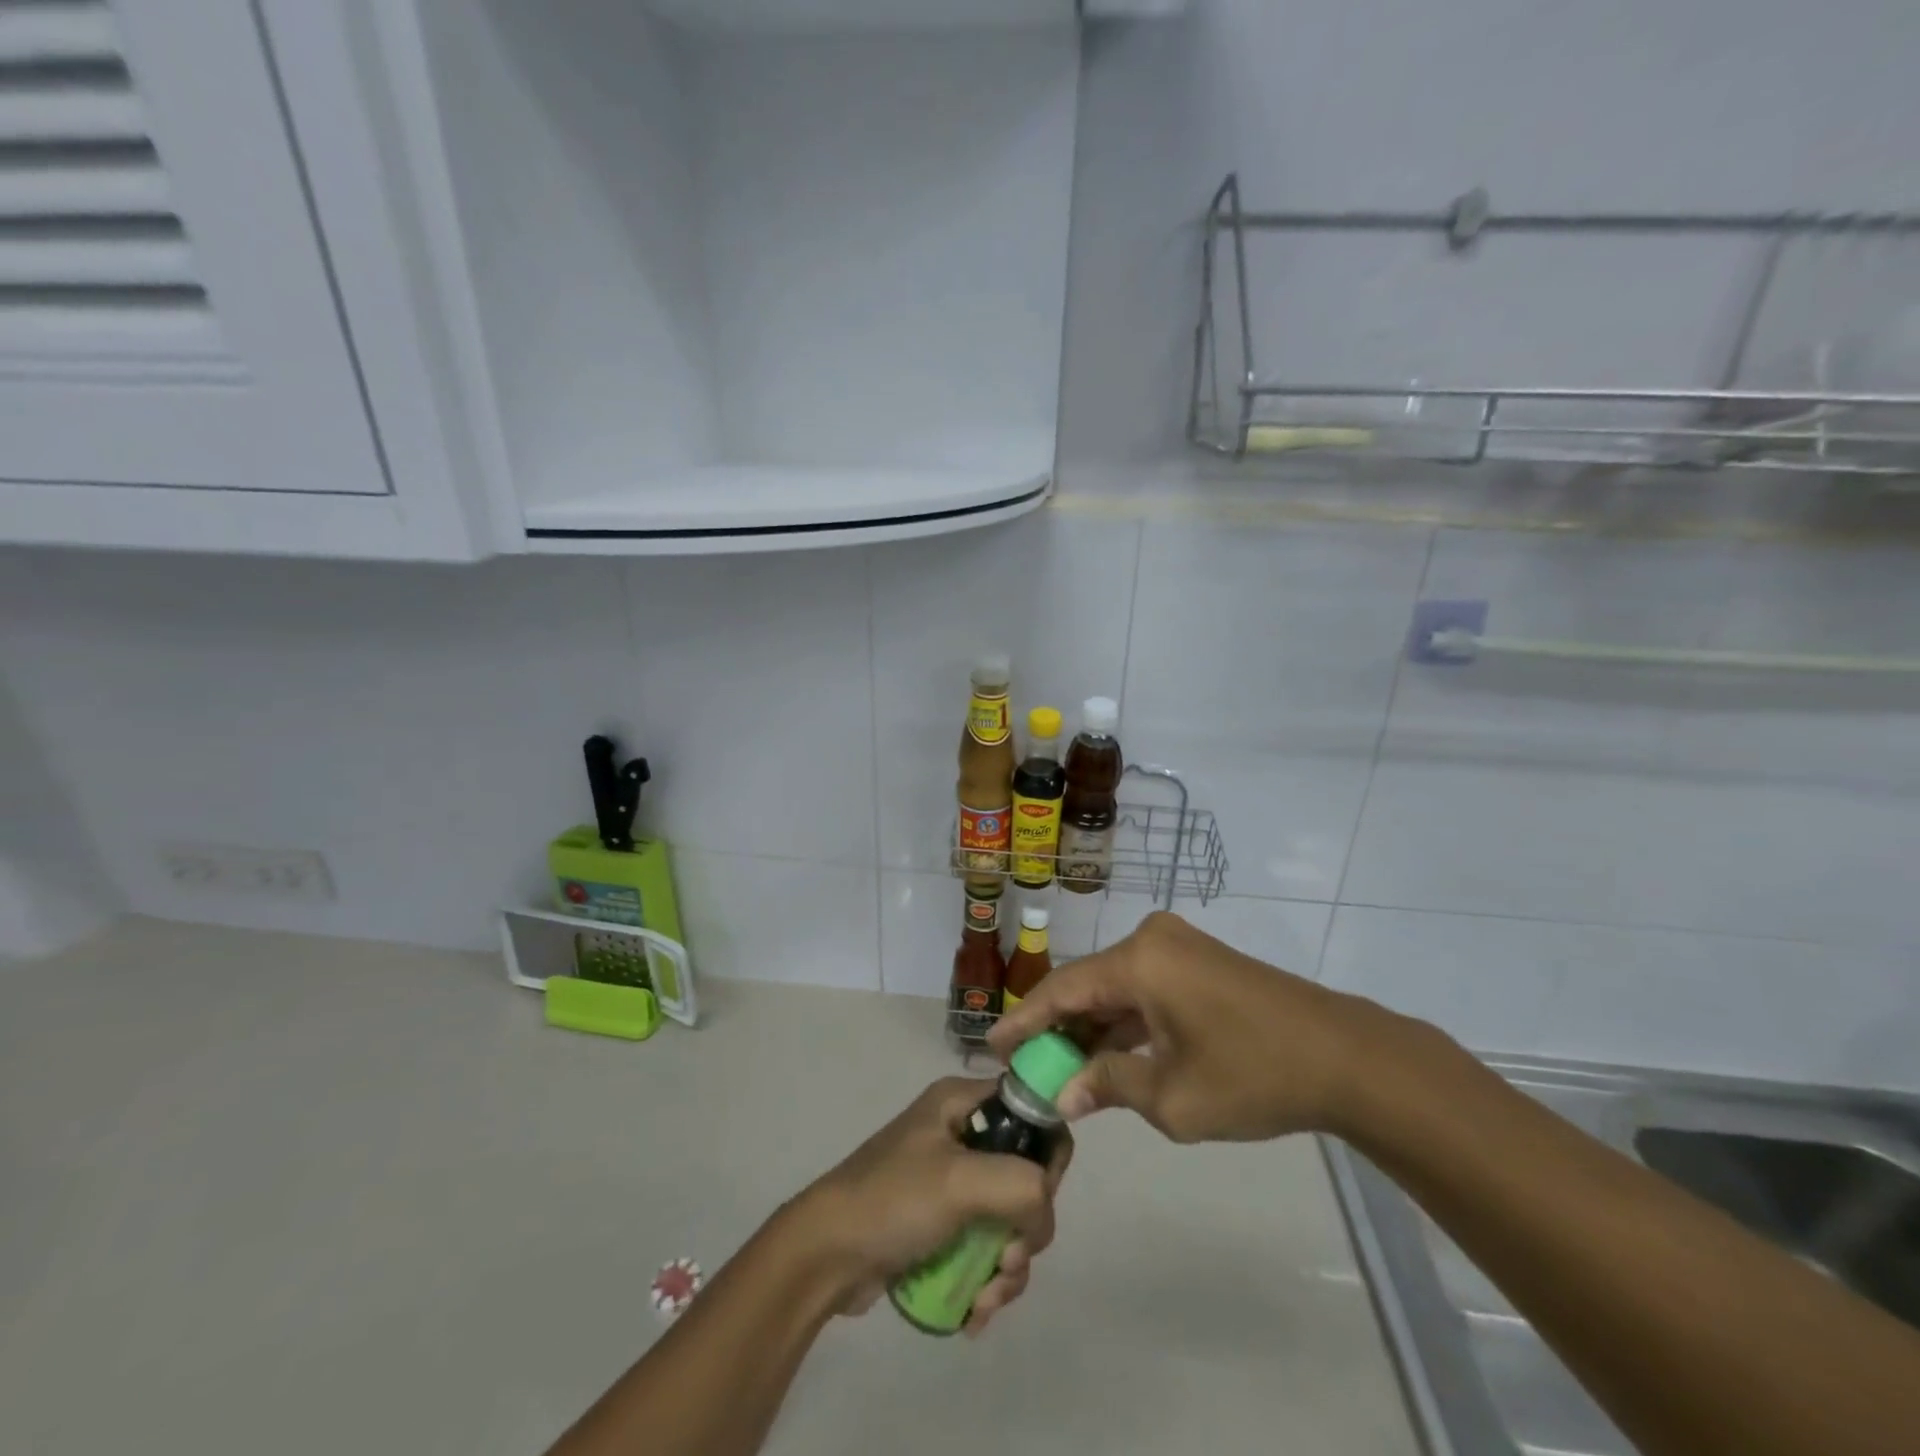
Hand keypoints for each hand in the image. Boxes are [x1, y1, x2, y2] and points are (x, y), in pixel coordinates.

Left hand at [784, 1077, 1072, 1334]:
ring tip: (986, 1298)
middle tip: (1007, 1259)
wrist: (825, 1255)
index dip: (1046, 1155)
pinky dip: (990, 1281)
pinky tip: (975, 1311)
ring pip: (1011, 1220)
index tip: (1038, 1198)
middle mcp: (962, 1133)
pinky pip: (987, 1247)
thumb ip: (1021, 1184)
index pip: (1032, 1113)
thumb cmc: (892, 1200)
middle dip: (1026, 1229)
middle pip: (1028, 1176)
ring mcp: (953, 1182)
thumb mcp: (960, 1181)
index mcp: (963, 1103)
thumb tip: (1044, 1208)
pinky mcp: (944, 1224)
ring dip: (1010, 1266)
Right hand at [989, 911, 1381, 1143]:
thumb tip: (1064, 1095)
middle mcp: (1152, 939)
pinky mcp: (1198, 961)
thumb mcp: (1173, 1097)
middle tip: (1026, 1064)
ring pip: (1117, 987)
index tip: (992, 1046)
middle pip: (1088, 985)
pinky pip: (1145, 987)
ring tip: (1061, 1066)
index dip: (1025, 1019)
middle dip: (1058, 1027)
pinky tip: (1108, 1054)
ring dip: (1092, 1026)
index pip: (1063, 989)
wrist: (1346, 1058)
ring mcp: (1178, 946)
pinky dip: (1125, 1020)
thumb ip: (1109, 1087)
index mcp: (1139, 960)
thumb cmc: (1254, 1075)